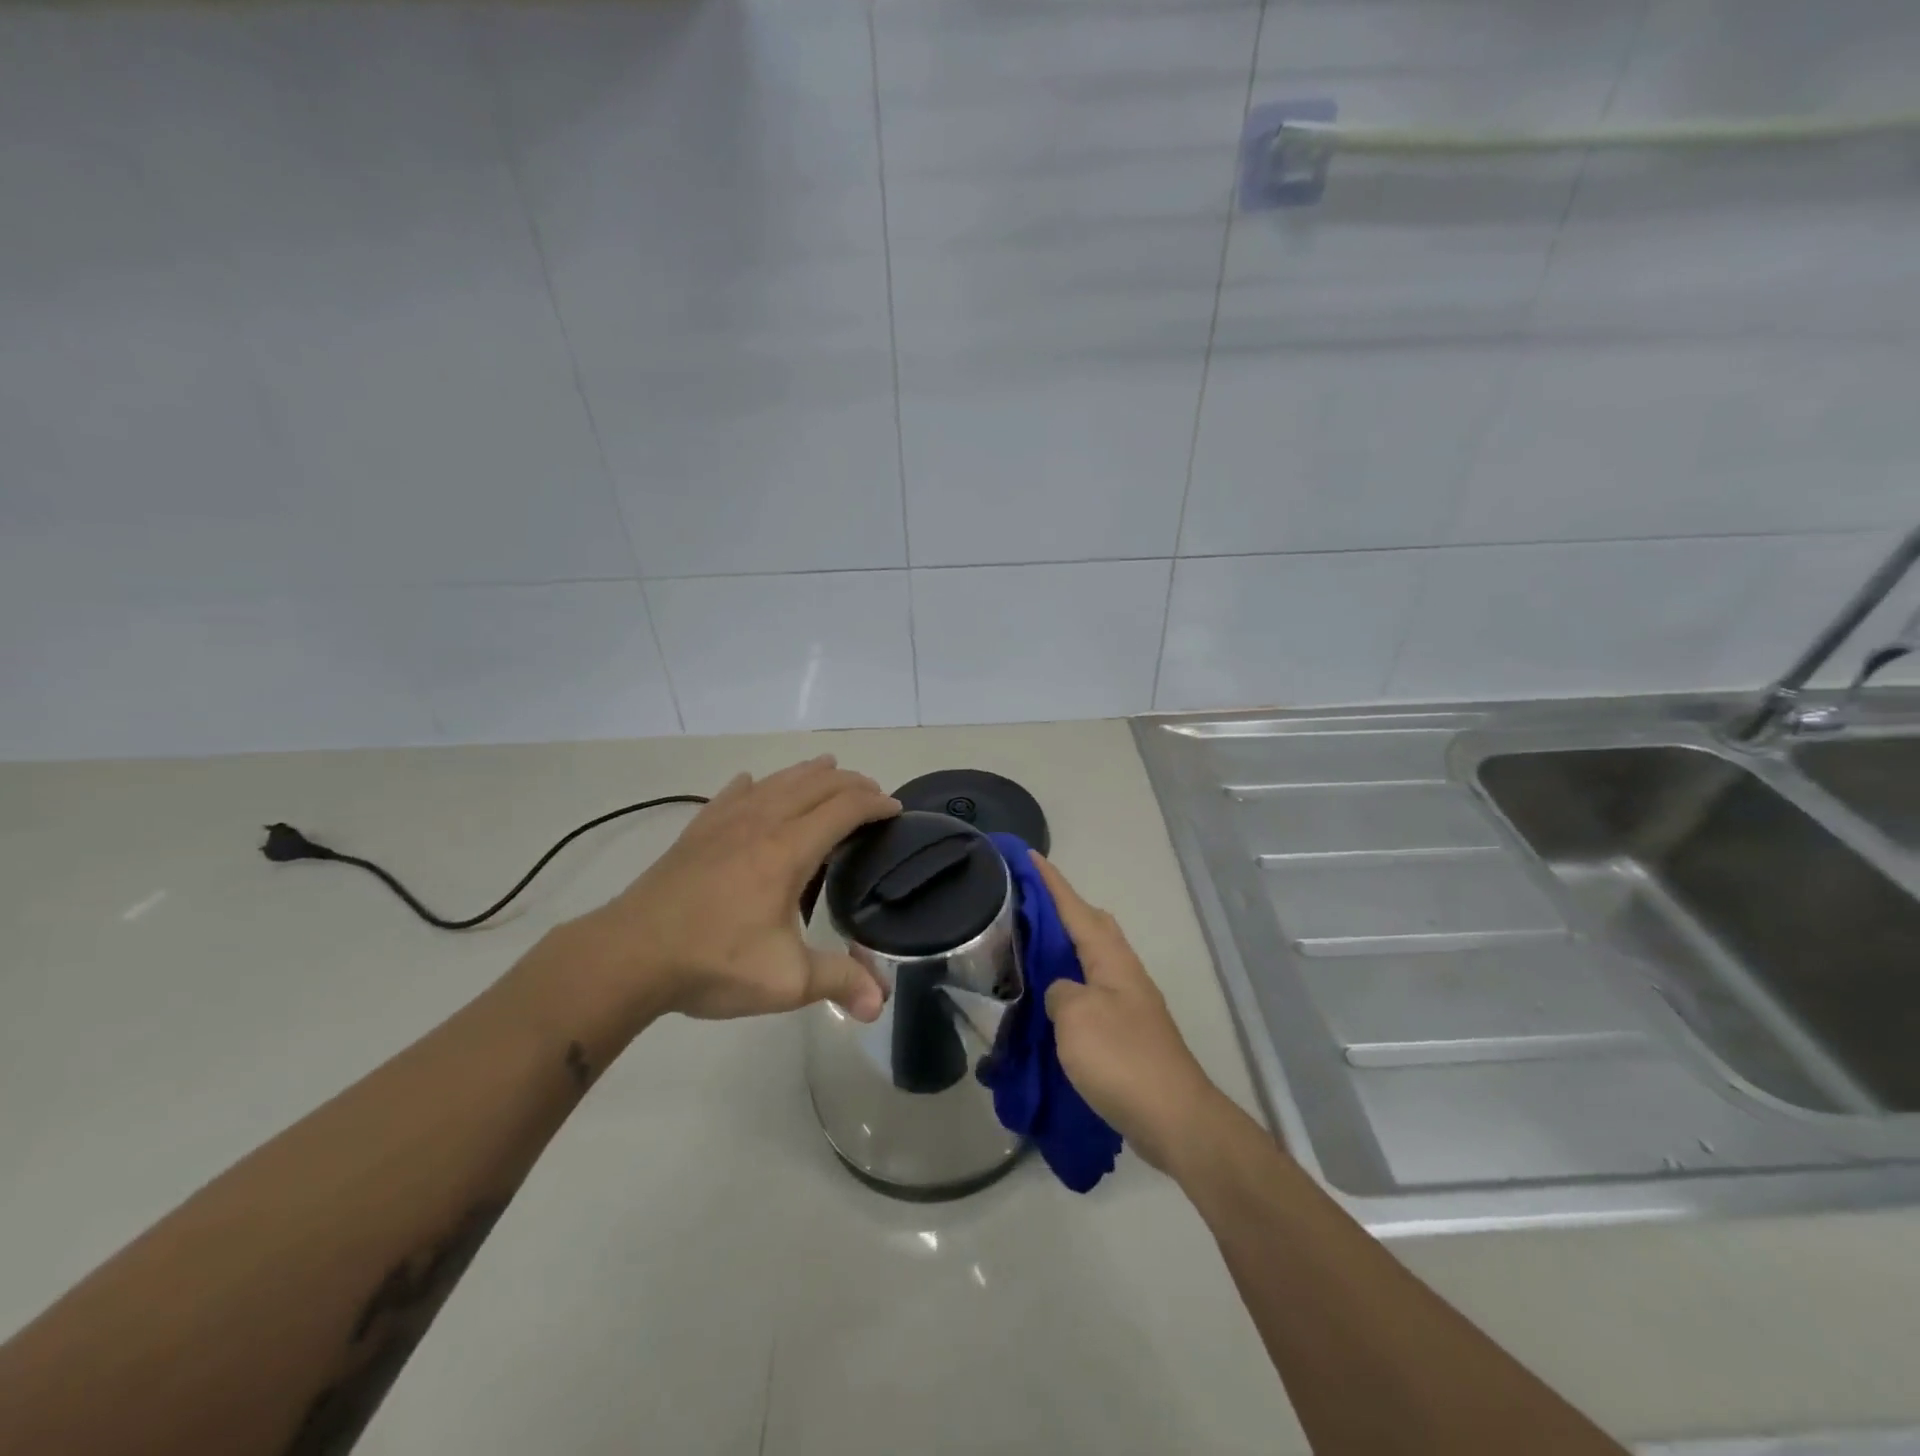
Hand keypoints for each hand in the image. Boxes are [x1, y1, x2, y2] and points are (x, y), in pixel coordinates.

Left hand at [568, 756, 899, 1026]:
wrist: (630, 955)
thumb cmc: (713, 962)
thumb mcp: (785, 980)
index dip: (875, 804)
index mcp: (789, 850)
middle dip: (850, 782)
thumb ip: (838, 982)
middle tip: (872, 792)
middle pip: (815, 785)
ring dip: (808, 772)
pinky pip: (732, 794)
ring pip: (776, 781)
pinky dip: (754, 784)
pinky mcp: (696, 832)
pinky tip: (752, 783)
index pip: (844, 808)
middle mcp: (762, 823)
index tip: (895, 809)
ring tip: (827, 767)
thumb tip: (879, 1004)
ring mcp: (725, 822)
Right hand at [1032, 854, 1225, 1172]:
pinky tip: (1051, 1003)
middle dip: (1063, 909)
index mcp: (1110, 959)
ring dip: (1065, 949)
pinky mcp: (1128, 1033)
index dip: (1051, 882)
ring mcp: (1129, 1003)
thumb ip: (1059, 991)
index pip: (1076, 908)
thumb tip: (1061, 992)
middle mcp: (1123, 973)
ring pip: (1093, 960)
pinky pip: (1092, 992)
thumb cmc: (1121, 1057)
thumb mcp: (1075, 1016)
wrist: (1173, 1118)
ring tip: (1031, 950)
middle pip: (1093, 926)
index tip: (1030, 856)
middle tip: (1028, 905)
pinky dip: (1070, 986)